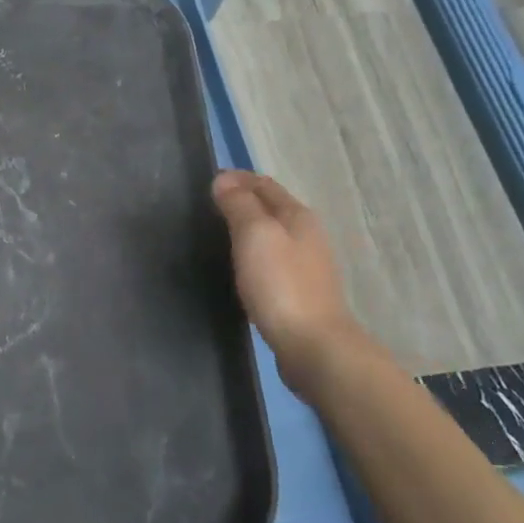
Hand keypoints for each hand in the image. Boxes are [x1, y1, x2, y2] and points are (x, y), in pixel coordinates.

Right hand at [211, 171, 363, 391]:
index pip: (265, 185)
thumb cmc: (280, 285)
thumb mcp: (255, 236)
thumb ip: (239, 205)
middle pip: (273, 207)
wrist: (312, 344)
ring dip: (251, 225)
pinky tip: (242, 264)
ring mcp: (306, 264)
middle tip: (211, 203)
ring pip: (274, 233)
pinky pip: (274, 257)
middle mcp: (307, 234)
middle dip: (245, 199)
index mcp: (297, 216)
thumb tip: (223, 180)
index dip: (239, 179)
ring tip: (222, 230)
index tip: (211, 180)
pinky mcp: (300, 290)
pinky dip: (255, 250)